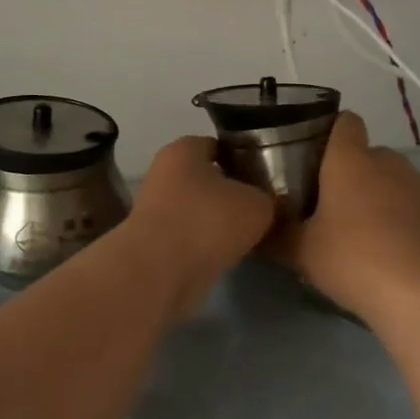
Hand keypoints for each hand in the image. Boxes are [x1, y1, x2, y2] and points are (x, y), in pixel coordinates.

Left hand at [126, 136, 275, 313]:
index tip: (264, 176)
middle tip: (260, 207)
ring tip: (248, 235)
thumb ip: (266, 197)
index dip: (243, 158)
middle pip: (206, 178)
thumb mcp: (257, 204)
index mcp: (184, 149)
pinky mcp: (153, 243)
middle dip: (231, 192)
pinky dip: (205, 245)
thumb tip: (265, 203)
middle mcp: (164, 173)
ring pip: (197, 209)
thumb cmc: (208, 221)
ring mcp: (155, 209)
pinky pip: (189, 237)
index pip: (218, 145)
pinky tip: (228, 255)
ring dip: (217, 222)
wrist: (160, 272)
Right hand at [271, 113, 419, 326]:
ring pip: (396, 182)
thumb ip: (275, 234)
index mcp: (352, 160)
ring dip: (382, 200)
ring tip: (368, 239)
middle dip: (352, 175)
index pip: (344, 122)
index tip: (314, 159)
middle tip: (333, 211)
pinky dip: (409, 223)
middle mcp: (391, 163)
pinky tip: (400, 257)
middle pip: (368, 155)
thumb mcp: (301, 252)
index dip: (330, 133)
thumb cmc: (355, 261)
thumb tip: (255, 227)